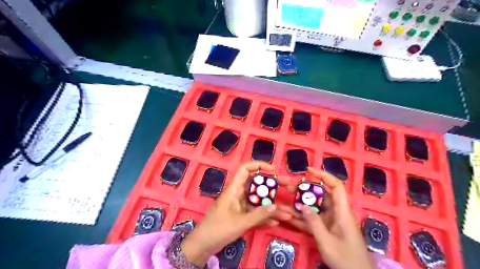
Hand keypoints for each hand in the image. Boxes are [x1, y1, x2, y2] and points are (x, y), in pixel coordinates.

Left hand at [181, 161, 290, 266]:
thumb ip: (258, 215)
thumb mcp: (240, 222)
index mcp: (234, 189)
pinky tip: (276, 222)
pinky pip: (255, 212)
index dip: (259, 165)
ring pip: (258, 200)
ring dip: (271, 206)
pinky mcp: (240, 214)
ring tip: (287, 212)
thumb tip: (276, 207)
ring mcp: (240, 204)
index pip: (245, 169)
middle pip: (257, 185)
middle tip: (287, 187)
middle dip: (272, 186)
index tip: (273, 169)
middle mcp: (238, 193)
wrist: (203, 245)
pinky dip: (264, 216)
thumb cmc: (218, 229)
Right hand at [278, 167, 374, 268]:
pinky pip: (313, 221)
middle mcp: (337, 214)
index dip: (324, 176)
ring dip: (300, 206)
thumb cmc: (347, 261)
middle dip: (305, 191)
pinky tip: (289, 218)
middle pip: (321, 196)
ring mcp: (331, 223)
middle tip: (289, 189)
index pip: (336, 187)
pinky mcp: (327, 231)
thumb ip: (314, 224)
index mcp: (343, 213)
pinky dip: (302, 219)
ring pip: (315, 208)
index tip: (308, 171)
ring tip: (285, 203)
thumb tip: (303, 206)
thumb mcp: (328, 243)